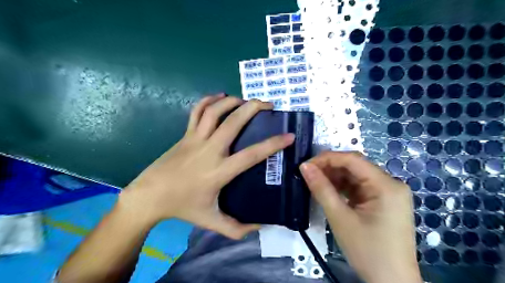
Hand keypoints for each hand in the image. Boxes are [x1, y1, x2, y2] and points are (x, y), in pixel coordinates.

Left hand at [118, 94, 296, 237]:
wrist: (150, 195)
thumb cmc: (183, 207)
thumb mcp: (211, 221)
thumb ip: (237, 228)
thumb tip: (261, 226)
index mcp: (220, 171)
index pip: (252, 154)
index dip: (273, 144)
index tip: (288, 136)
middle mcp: (210, 150)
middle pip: (233, 122)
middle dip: (253, 108)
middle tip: (269, 105)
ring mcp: (196, 139)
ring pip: (215, 111)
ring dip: (233, 101)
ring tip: (247, 101)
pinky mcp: (185, 134)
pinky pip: (197, 111)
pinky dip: (208, 100)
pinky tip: (220, 96)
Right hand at [299, 153, 422, 282]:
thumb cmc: (367, 251)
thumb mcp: (340, 218)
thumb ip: (321, 189)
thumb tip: (304, 166)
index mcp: (386, 185)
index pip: (353, 159)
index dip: (327, 158)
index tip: (306, 165)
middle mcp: (391, 184)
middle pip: (355, 167)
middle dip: (330, 169)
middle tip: (307, 175)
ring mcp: (388, 193)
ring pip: (356, 177)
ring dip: (335, 178)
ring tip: (315, 183)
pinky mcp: (383, 202)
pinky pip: (359, 188)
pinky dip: (343, 188)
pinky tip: (329, 191)